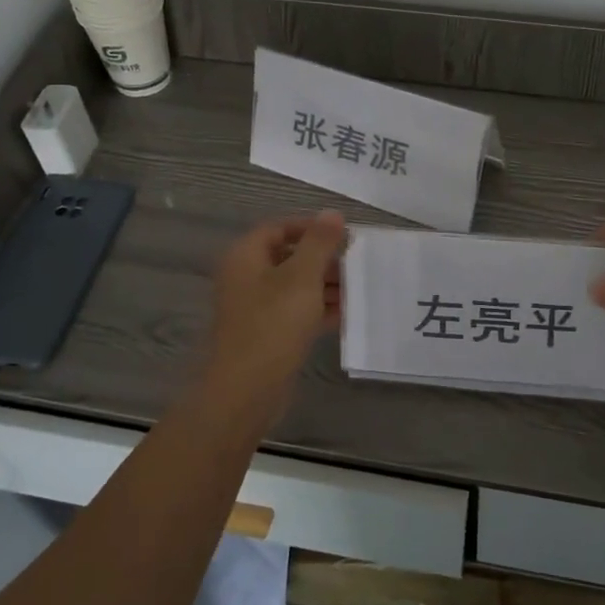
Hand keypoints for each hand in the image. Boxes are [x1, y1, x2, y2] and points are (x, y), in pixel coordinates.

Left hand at [204, 211, 346, 419]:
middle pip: (288, 257)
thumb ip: (319, 243)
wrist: (245, 391)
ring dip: (325, 286)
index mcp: (246, 257)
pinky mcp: (265, 335)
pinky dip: (318, 310)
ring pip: (294, 287)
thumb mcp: (302, 277)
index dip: (311, 228)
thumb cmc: (272, 325)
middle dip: (323, 260)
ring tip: (358, 290)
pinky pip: (295, 313)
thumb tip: (332, 213)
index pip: (279, 228)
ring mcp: (254, 308)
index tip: (344, 237)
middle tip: (356, 265)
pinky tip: (346, 315)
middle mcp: (246, 278)